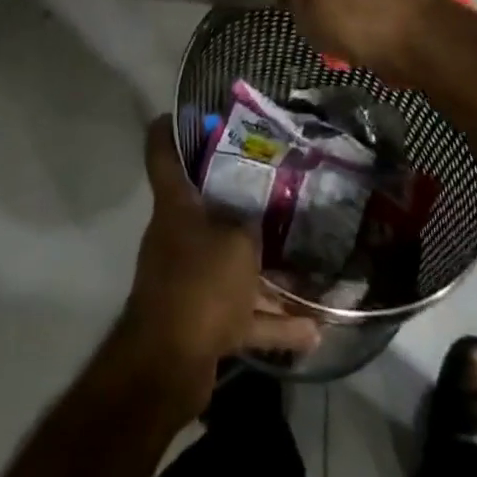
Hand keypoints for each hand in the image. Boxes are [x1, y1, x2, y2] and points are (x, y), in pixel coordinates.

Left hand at [121, 117, 320, 399]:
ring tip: (308, 270)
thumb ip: (251, 225)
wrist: (169, 363)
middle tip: (277, 190)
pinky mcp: (202, 321)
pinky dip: (273, 323)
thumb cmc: (200, 283)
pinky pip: (243, 314)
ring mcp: (189, 279)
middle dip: (240, 202)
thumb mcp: (237, 242)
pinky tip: (314, 333)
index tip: (186, 112)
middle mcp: (178, 235)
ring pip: (231, 265)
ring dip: (266, 274)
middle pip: (205, 207)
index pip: (162, 152)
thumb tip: (256, 221)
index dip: (170, 128)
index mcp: (176, 205)